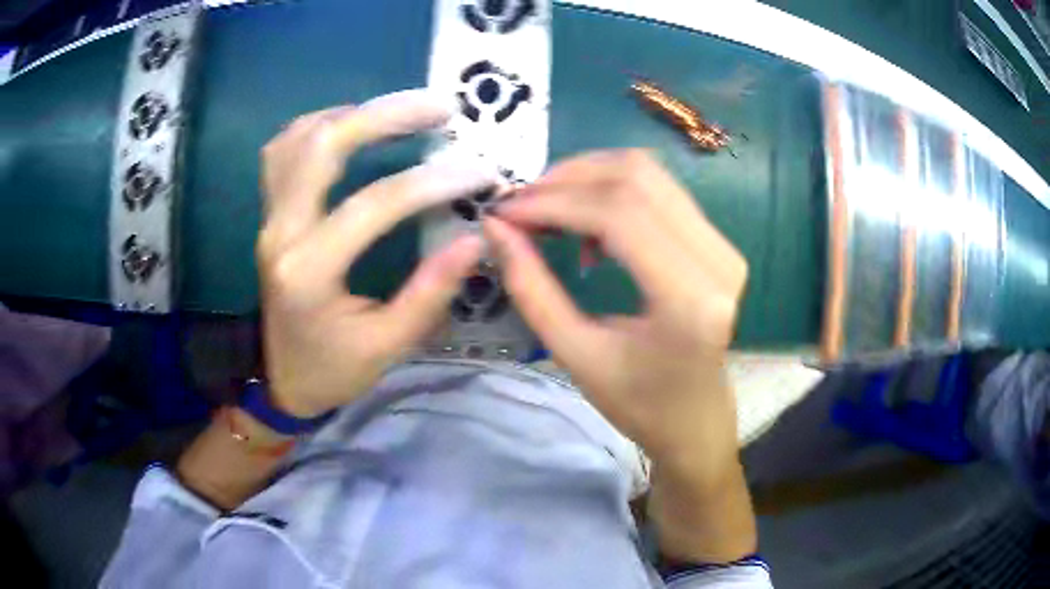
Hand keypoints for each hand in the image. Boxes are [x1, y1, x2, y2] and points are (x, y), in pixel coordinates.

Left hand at [257, 90, 495, 417]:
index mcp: (309, 271)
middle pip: (323, 146)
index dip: (433, 181)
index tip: (481, 171)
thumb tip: (476, 239)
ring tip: (400, 111)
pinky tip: (350, 128)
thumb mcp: (387, 345)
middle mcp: (280, 232)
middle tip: (440, 105)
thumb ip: (430, 292)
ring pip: (297, 138)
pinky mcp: (269, 215)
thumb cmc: (332, 369)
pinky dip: (317, 127)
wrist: (280, 381)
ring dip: (351, 114)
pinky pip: (282, 152)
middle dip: (385, 114)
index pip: (373, 205)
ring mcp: (268, 218)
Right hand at [487, 149, 746, 470]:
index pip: (619, 214)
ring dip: (588, 178)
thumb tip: (495, 226)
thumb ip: (531, 287)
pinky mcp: (717, 241)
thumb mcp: (575, 354)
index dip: (554, 201)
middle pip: (636, 177)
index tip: (505, 211)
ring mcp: (723, 245)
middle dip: (567, 179)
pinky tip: (587, 225)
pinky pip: (659, 190)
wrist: (695, 420)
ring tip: (547, 210)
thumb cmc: (639, 404)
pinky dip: (611, 192)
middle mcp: (717, 260)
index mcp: (688, 299)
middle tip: (521, 206)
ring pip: (648, 173)